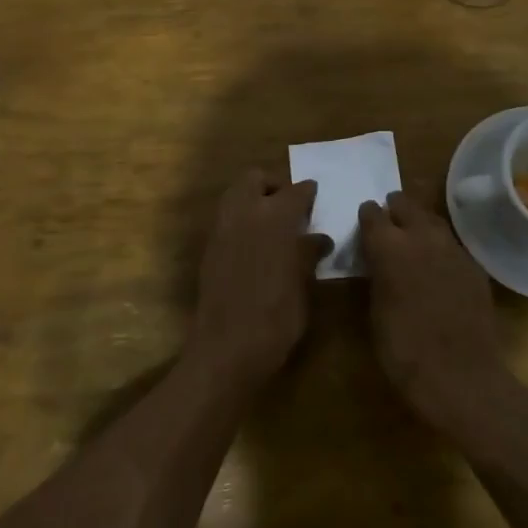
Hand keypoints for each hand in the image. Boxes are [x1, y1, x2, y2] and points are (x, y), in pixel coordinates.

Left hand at [192, 170, 329, 386]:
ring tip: (273, 225)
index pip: (296, 191)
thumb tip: (319, 239)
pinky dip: (241, 221)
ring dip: (253, 200)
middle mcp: (244, 213)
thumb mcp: (302, 285)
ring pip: (235, 195)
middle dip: (273, 186)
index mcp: (275, 217)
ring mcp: (221, 229)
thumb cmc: (276, 317)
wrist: (227, 348)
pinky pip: (226, 219)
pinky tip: (256, 245)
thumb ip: (308, 254)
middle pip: (255, 179)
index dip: (308, 193)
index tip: (316, 197)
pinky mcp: (208, 248)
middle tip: (290, 208)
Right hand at [357, 191, 511, 424]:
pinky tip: (436, 262)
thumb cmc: (404, 350)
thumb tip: (377, 261)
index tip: (364, 220)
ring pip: (432, 221)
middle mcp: (422, 237)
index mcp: (389, 247)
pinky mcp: (474, 266)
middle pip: (406, 206)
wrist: (461, 375)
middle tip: (388, 219)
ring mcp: (453, 249)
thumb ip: (376, 275)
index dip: (367, 216)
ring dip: (419, 223)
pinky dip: (439, 246)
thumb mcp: (375, 311)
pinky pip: (451, 244)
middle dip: (395, 209)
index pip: (373, 215)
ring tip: (411, 234)